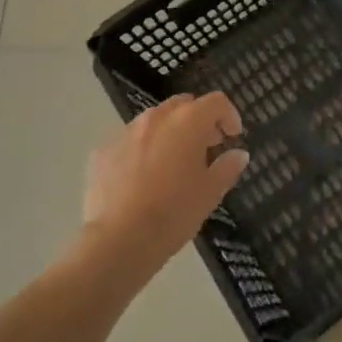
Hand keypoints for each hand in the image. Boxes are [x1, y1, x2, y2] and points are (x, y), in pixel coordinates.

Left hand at [83, 93, 248, 277]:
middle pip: (184, 105)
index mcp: (188, 121)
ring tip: (173, 163)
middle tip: (206, 147)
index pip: (216, 102)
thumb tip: (239, 154)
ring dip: (169, 133)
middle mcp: (156, 117)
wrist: (118, 239)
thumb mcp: (211, 192)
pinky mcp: (103, 150)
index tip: (232, 137)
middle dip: (198, 120)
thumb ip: (228, 167)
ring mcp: (126, 131)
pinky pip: (130, 140)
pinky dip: (143, 149)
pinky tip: (143, 178)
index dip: (229, 115)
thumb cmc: (174, 212)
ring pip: (154, 121)